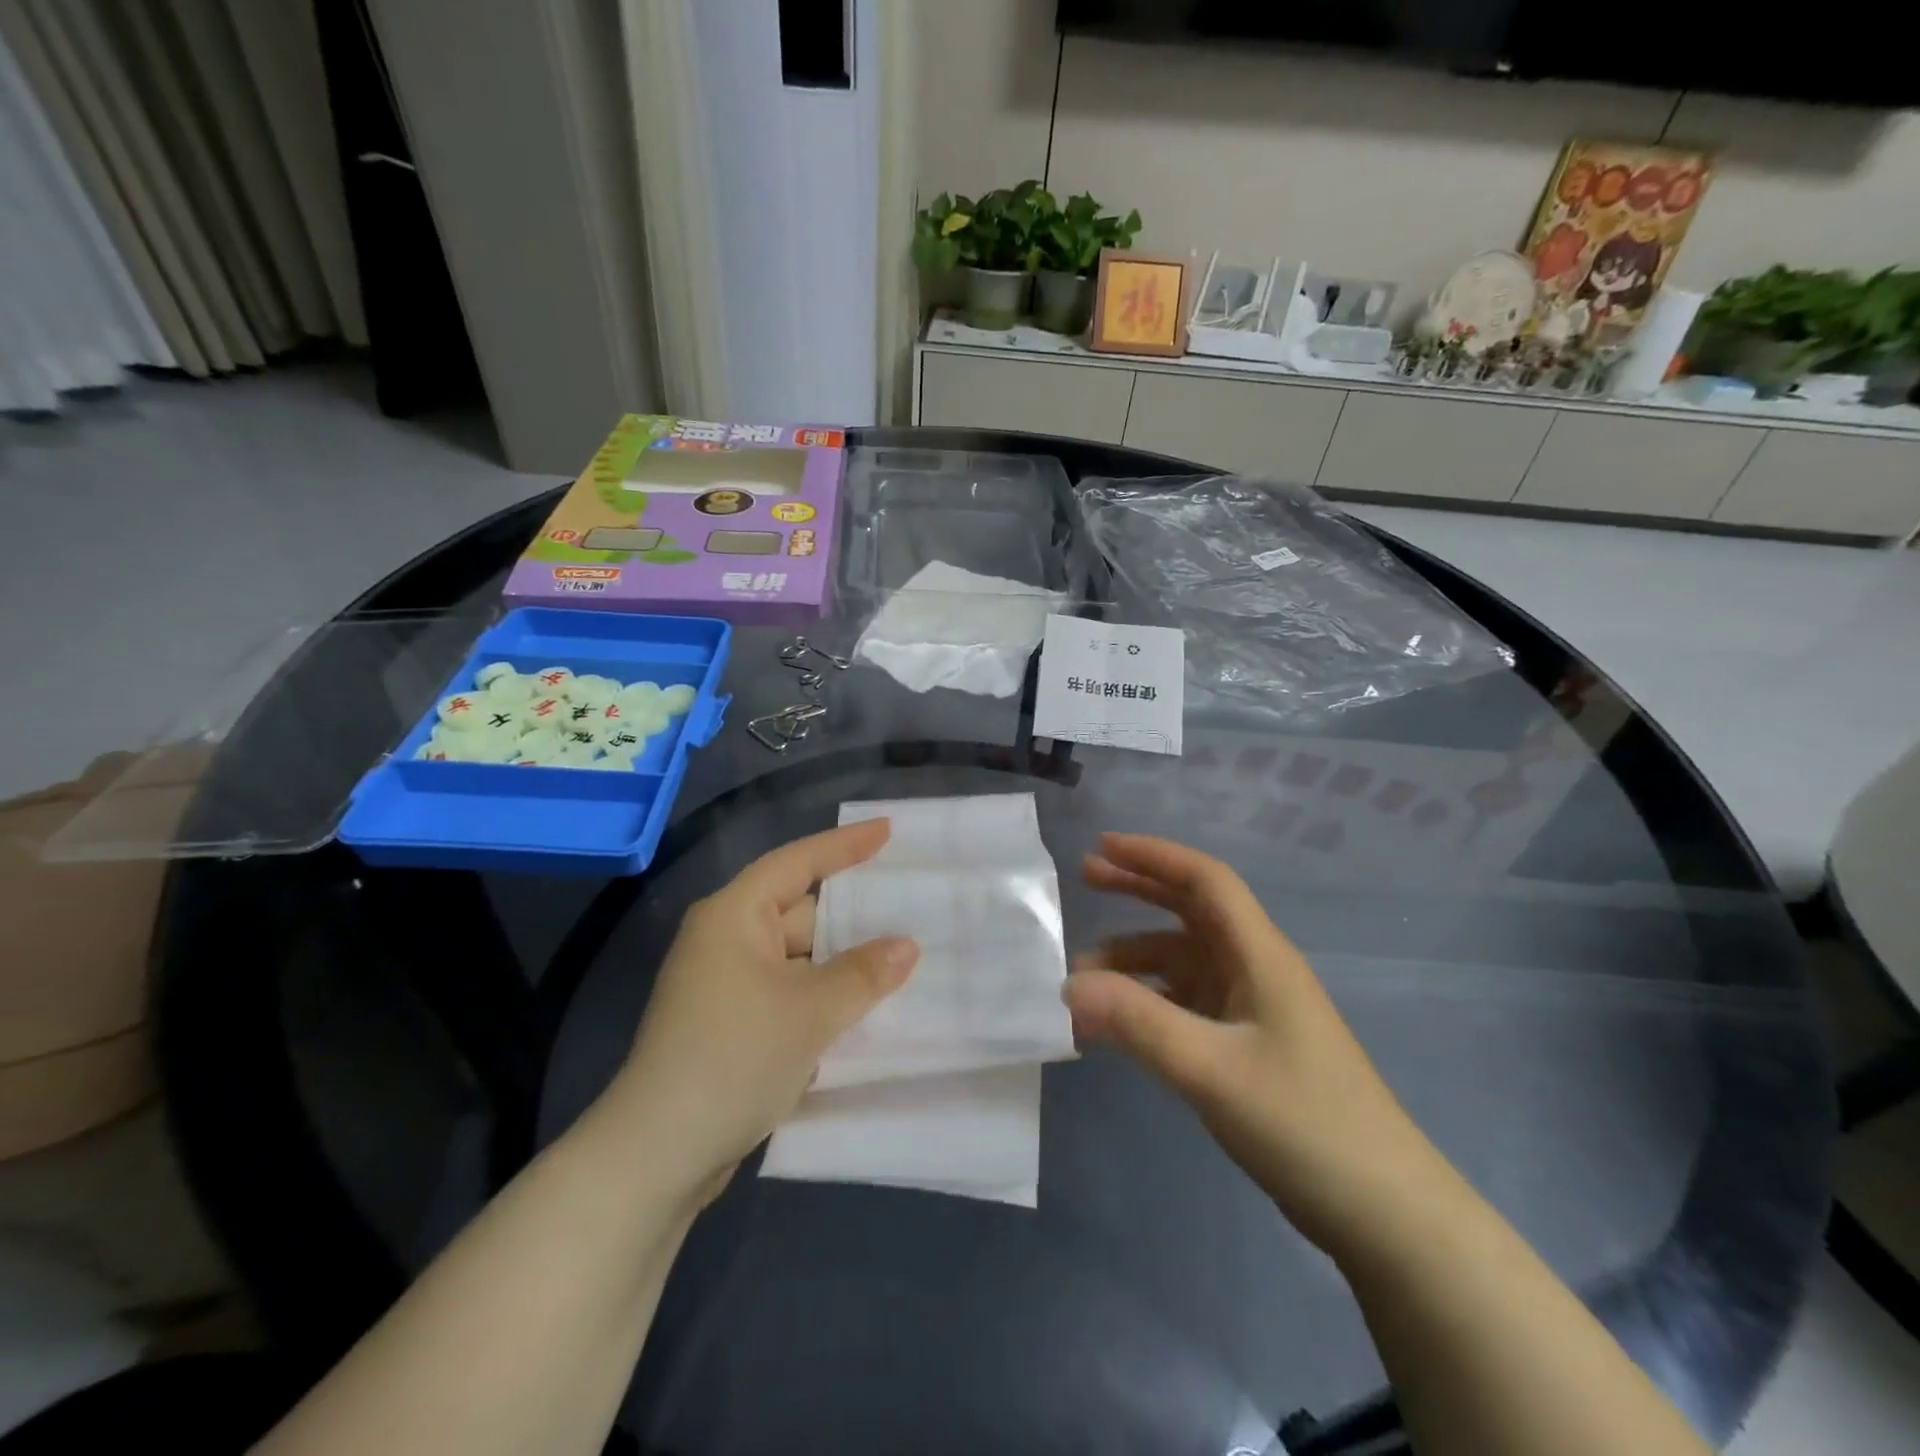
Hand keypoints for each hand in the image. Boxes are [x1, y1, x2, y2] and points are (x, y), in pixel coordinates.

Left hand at [606, 820, 917, 1200]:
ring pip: (798, 957)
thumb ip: (864, 973)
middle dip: (852, 914)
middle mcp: (726, 940)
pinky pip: (788, 990)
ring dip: (841, 963)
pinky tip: (864, 1006)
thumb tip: (906, 946)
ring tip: (901, 958)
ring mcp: (726, 984)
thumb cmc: (734, 1058)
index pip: (797, 862)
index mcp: (734, 916)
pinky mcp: (730, 1023)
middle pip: (801, 911)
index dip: (845, 845)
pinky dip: (822, 994)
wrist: (658, 1155)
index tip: (888, 831)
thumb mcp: (811, 1011)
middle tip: (910, 906)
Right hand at [1066, 833, 1447, 1258]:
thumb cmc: (1303, 1123)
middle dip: (1139, 889)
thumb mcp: (1211, 1069)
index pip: (1205, 880)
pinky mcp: (1250, 1046)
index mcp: (1261, 955)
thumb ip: (1138, 1022)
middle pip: (1192, 910)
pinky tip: (1118, 1024)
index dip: (1153, 856)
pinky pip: (1188, 1004)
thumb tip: (1068, 985)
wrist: (1383, 1212)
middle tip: (1084, 881)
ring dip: (1135, 960)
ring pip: (1184, 962)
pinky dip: (1150, 1001)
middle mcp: (1257, 969)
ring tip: (1082, 981)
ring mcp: (1255, 1009)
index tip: (1101, 847)